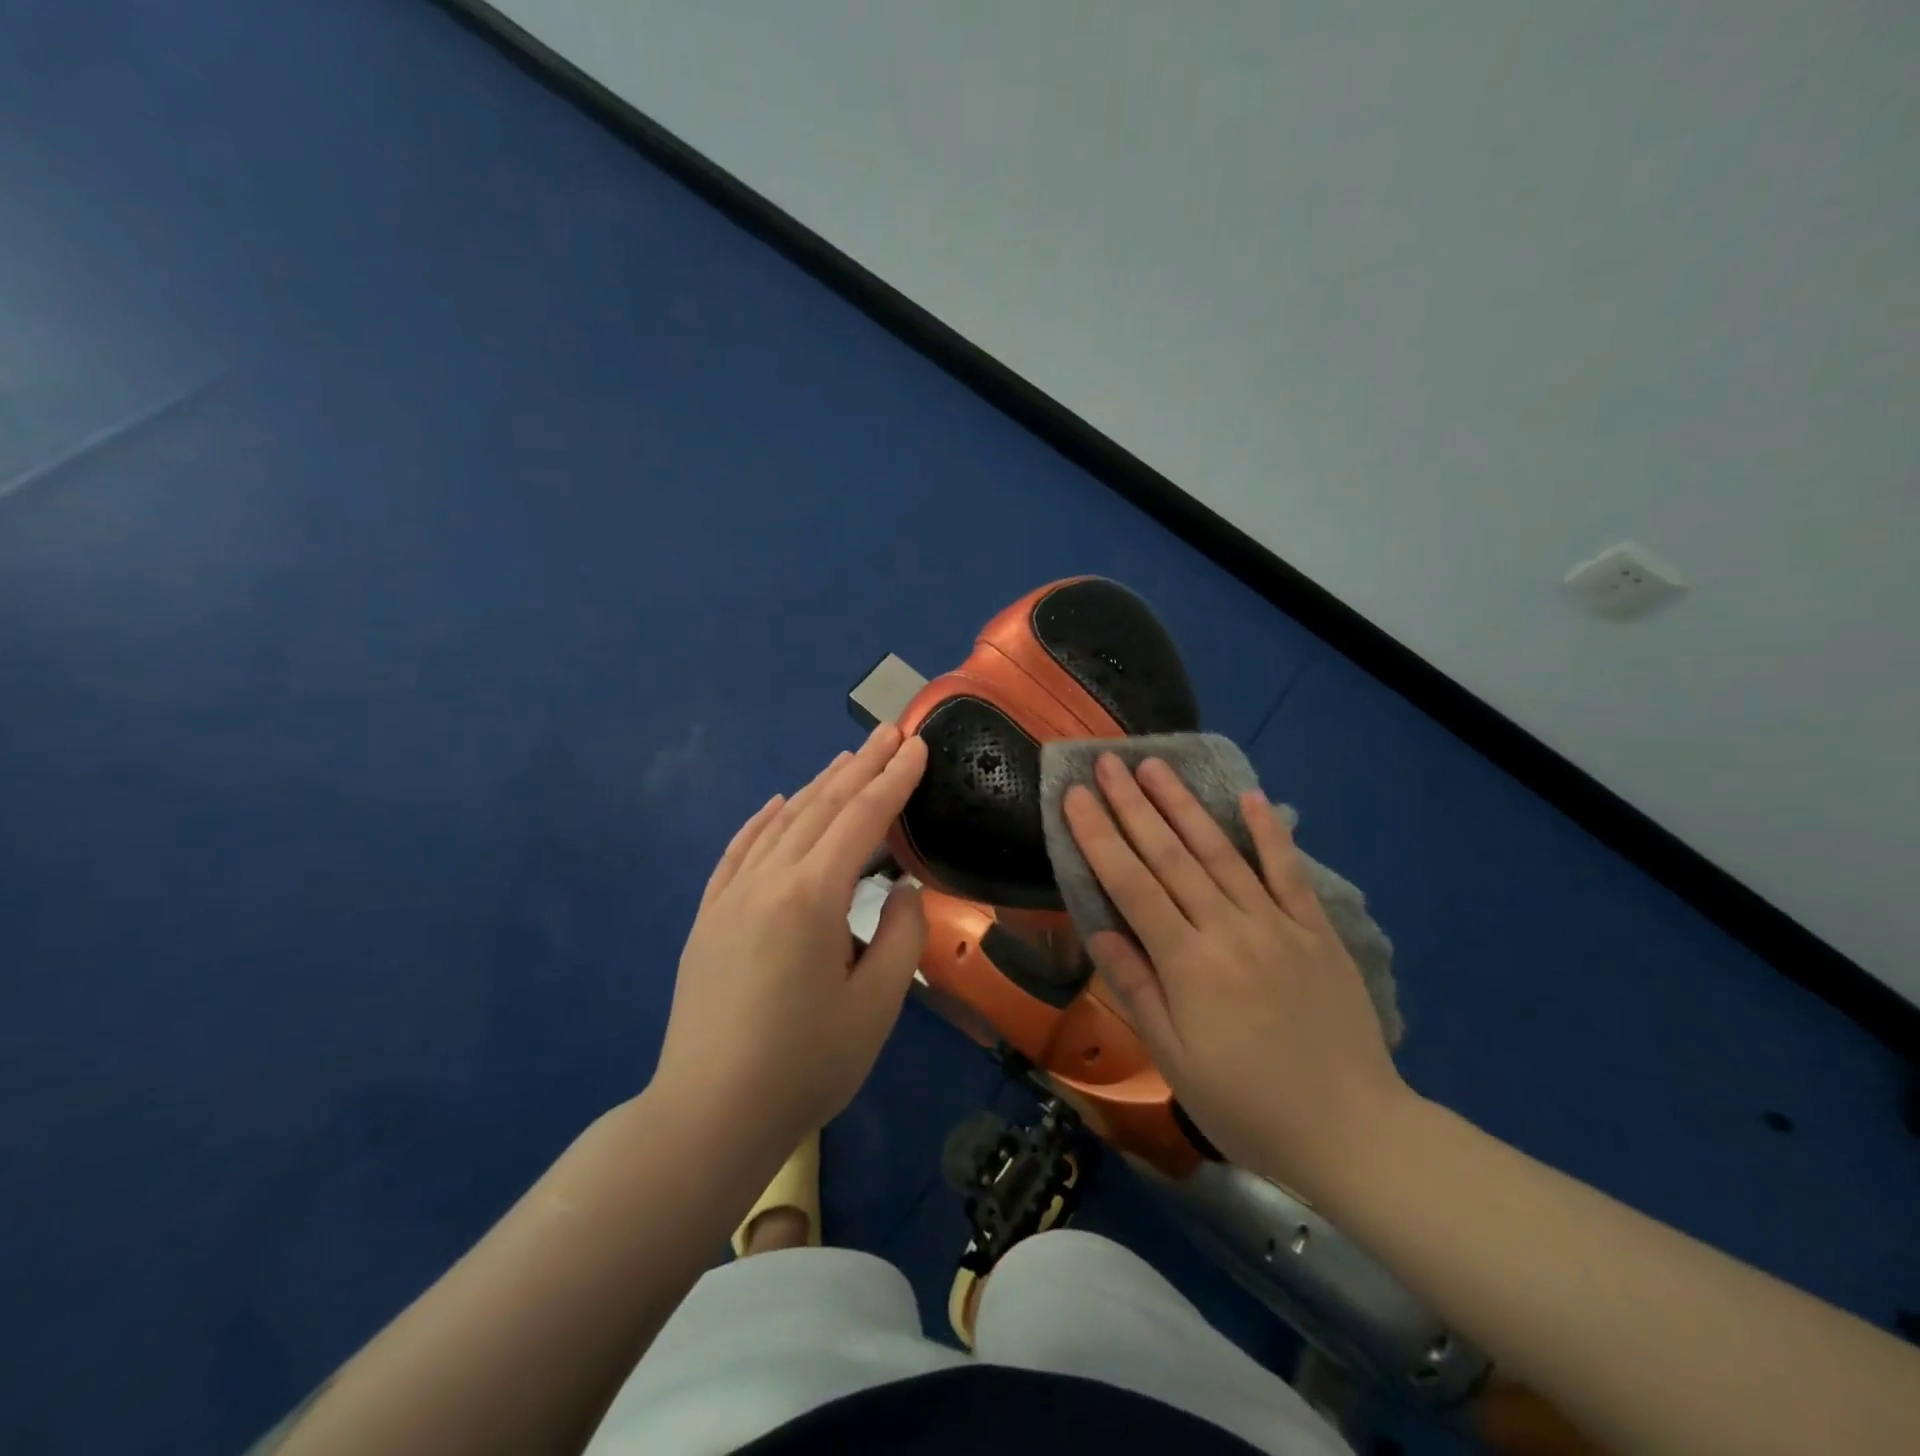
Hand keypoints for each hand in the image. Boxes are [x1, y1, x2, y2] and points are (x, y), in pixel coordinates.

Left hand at [652, 725, 929, 1159]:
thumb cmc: (805, 1064)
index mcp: (812, 896)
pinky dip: (762, 820)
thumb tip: (899, 889)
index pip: (862, 819)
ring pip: (780, 822)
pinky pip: (738, 851)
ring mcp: (730, 896)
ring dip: (817, 786)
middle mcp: (767, 880)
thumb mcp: (876, 1005)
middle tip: (891, 732)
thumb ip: (900, 935)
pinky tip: (776, 804)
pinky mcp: (709, 917)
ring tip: (847, 758)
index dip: (895, 780)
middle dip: (862, 766)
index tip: (918, 746)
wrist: (708, 1115)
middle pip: (821, 807)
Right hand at [1064, 753, 1411, 1194]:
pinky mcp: (1316, 930)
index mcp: (1187, 962)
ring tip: (1155, 765)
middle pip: (1170, 854)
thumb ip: (1135, 988)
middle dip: (1132, 804)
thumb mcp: (1174, 1060)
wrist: (1353, 1133)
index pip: (1130, 884)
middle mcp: (1228, 928)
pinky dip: (1269, 832)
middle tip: (1108, 761)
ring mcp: (1276, 923)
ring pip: (1220, 851)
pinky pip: (1288, 872)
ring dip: (1183, 804)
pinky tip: (1250, 797)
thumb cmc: (1247, 1105)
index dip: (1098, 836)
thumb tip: (1098, 931)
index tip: (1074, 797)